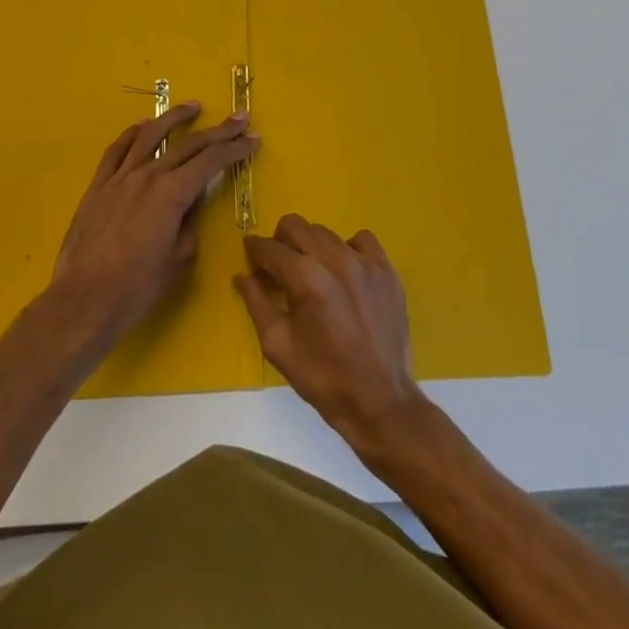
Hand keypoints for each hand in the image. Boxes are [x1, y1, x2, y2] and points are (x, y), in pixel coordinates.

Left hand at [49, 103, 258, 343]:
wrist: (84, 300)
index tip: (253, 139)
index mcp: (172, 193)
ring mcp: (120, 177)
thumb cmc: (138, 287)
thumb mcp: (180, 257)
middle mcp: (148, 175)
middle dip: (219, 130)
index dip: (236, 148)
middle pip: (189, 144)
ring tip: (193, 107)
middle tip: (239, 118)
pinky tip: (142, 126)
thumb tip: (195, 198)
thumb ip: (191, 220)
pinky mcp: (98, 185)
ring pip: (150, 135)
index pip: (212, 160)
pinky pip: (117, 150)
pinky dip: (132, 133)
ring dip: (174, 118)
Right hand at [236, 214, 426, 450]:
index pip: (270, 248)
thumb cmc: (323, 377)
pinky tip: (345, 272)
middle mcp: (335, 260)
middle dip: (280, 241)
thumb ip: (256, 303)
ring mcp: (365, 262)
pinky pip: (362, 239)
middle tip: (279, 267)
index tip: (251, 256)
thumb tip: (242, 274)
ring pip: (326, 232)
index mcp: (306, 279)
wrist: (380, 401)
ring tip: (313, 274)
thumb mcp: (278, 346)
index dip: (255, 250)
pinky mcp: (386, 270)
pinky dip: (348, 248)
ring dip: (311, 247)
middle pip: (296, 226)